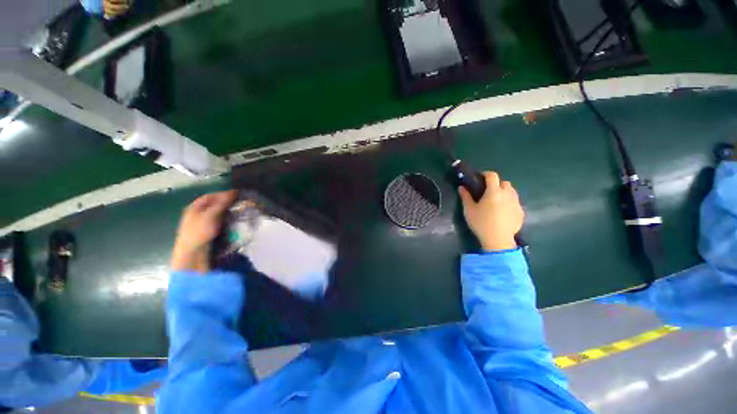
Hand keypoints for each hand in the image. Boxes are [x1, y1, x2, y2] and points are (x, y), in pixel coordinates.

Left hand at [170, 190, 235, 272]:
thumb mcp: (211, 215)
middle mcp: (197, 214)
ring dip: (229, 214)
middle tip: (241, 205)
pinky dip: (228, 222)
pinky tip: (235, 224)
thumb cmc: (199, 232)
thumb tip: (234, 192)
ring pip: (219, 215)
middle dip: (228, 205)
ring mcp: (203, 224)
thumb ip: (222, 203)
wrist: (193, 255)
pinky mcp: (209, 233)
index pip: (211, 196)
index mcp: (194, 208)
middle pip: (215, 205)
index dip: (223, 194)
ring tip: (240, 214)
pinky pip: (220, 224)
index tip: (238, 195)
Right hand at [458, 172, 523, 251]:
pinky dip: (509, 203)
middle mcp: (508, 194)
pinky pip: (515, 202)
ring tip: (496, 201)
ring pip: (512, 192)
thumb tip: (461, 187)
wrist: (498, 240)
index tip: (480, 178)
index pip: (492, 176)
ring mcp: (516, 203)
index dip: (486, 174)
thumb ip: (465, 197)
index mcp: (494, 192)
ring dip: (504, 192)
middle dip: (496, 183)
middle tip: (487, 191)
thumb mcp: (469, 210)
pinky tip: (502, 212)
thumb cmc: (481, 223)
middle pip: (504, 182)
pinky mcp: (520, 212)